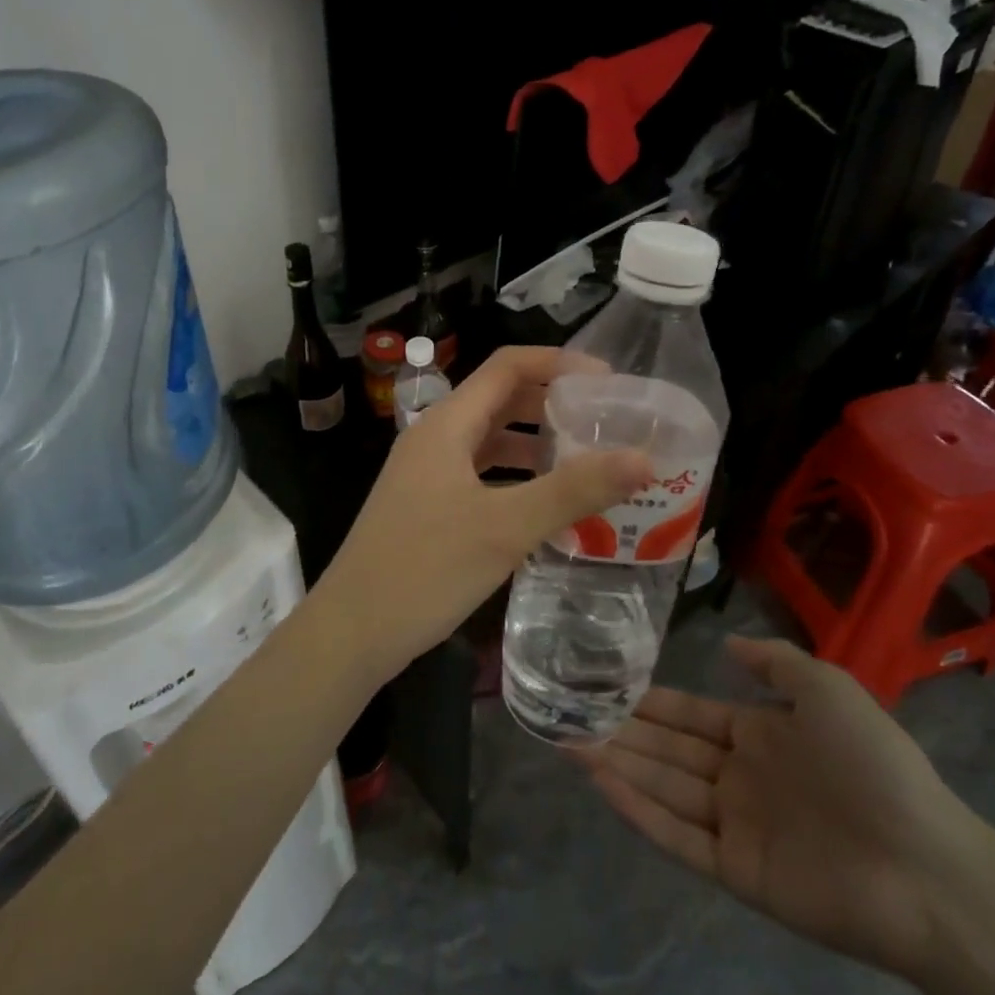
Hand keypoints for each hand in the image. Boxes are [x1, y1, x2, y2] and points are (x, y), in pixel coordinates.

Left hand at [316, 346, 651, 680]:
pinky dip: (516, 477)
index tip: (608, 382)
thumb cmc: (424, 569)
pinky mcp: (427, 504)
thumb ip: (574, 490)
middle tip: (605, 422)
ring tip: (588, 460)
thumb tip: (644, 459)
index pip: (507, 366)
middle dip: (552, 403)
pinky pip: (481, 473)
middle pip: (500, 399)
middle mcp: (435, 437)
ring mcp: (427, 472)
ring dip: (536, 443)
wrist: (351, 631)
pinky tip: (546, 503)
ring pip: (490, 440)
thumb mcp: (505, 528)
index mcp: (447, 424)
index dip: (558, 362)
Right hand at [584, 636, 994, 981]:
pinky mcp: (736, 872)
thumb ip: (775, 661)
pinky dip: (639, 811)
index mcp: (760, 735)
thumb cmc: (874, 764)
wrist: (926, 867)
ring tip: (567, 742)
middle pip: (666, 750)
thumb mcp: (827, 687)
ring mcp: (736, 826)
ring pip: (663, 788)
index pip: (689, 714)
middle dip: (619, 731)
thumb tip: (727, 642)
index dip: (648, 702)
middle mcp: (739, 777)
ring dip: (617, 765)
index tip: (604, 686)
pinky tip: (603, 783)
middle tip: (567, 713)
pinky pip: (678, 836)